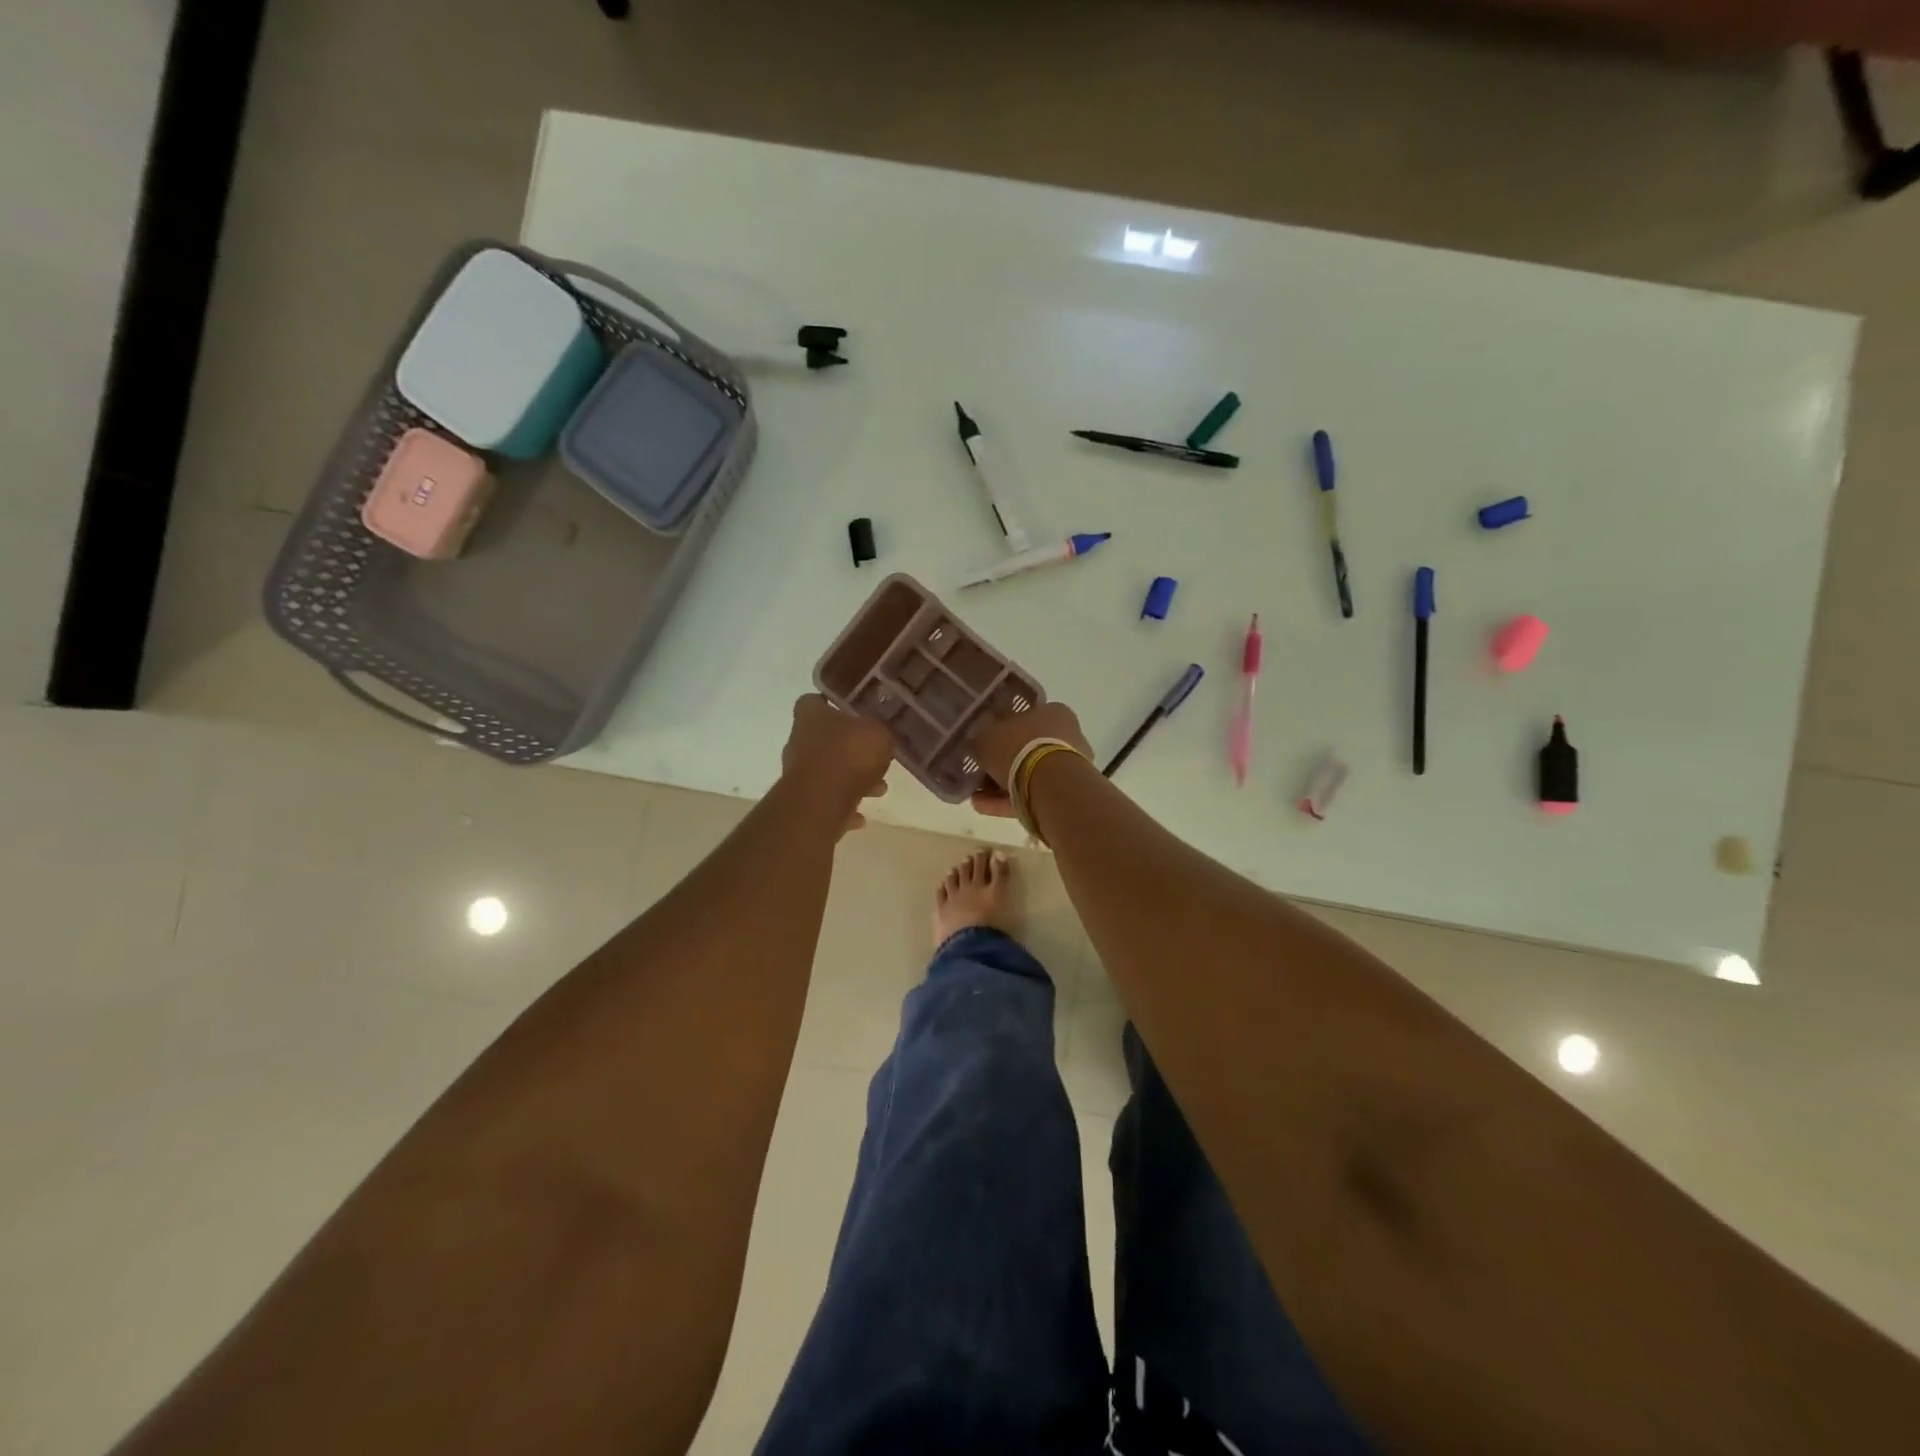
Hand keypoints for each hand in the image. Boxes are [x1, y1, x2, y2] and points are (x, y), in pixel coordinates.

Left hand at [781, 694, 893, 831]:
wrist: (822, 802)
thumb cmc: (849, 755)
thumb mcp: (878, 735)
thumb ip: (879, 732)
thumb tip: (880, 735)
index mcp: (810, 716)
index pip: (814, 701)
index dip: (832, 705)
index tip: (853, 713)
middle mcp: (798, 741)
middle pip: (823, 739)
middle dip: (849, 749)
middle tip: (875, 757)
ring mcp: (797, 773)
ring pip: (828, 772)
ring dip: (852, 780)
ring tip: (878, 789)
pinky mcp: (801, 802)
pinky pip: (826, 800)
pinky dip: (843, 807)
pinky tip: (861, 816)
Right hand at [969, 701, 1092, 818]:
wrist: (1051, 785)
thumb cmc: (1020, 748)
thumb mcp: (987, 734)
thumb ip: (982, 734)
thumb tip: (981, 738)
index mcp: (1053, 712)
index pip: (1024, 716)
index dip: (1000, 729)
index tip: (983, 741)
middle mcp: (1066, 736)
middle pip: (1025, 748)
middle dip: (1001, 761)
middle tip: (978, 770)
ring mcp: (1068, 767)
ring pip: (1027, 774)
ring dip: (1000, 784)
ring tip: (975, 794)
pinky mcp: (1064, 794)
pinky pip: (1030, 794)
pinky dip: (1007, 800)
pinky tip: (982, 805)